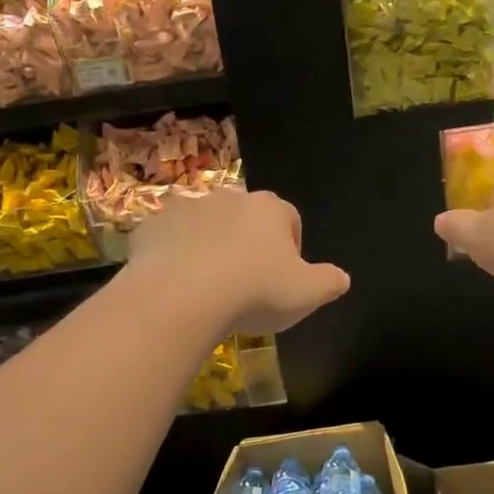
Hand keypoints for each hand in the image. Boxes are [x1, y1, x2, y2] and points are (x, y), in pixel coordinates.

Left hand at [128, 187, 349, 335]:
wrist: (182, 295)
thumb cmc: (255, 291)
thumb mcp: (307, 293)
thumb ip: (330, 282)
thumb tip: (341, 278)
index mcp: (269, 209)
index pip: (289, 219)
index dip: (290, 248)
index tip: (283, 279)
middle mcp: (229, 198)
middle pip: (245, 219)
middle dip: (247, 244)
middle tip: (245, 285)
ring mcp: (187, 208)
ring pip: (205, 226)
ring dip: (209, 248)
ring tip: (208, 288)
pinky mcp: (152, 226)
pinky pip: (168, 239)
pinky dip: (173, 256)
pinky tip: (176, 286)